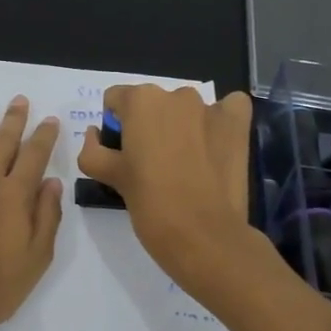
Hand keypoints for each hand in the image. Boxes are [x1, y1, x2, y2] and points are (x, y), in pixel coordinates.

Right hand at [77, 85, 251, 292]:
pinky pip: (228, 109)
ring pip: (188, 109)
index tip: (122, 154)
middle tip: (151, 163)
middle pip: (153, 104)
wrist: (203, 235)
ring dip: (183, 126)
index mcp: (140, 101)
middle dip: (149, 126)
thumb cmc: (150, 203)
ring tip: (185, 164)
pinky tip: (215, 147)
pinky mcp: (238, 124)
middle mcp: (176, 95)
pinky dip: (220, 123)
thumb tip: (95, 134)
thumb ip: (92, 150)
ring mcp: (211, 107)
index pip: (116, 100)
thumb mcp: (109, 177)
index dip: (115, 127)